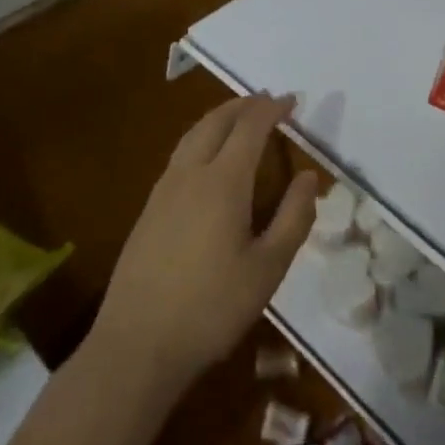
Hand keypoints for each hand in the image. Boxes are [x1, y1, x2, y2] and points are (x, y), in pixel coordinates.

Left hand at [92, 93, 315, 387]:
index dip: (272, 109)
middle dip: (243, 105)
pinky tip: (208, 160)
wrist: (136, 344)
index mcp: (223, 182)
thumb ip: (294, 218)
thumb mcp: (268, 268)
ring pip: (193, 135)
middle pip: (216, 122)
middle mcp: (190, 174)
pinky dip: (202, 139)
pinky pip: (180, 156)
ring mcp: (163, 190)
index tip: (292, 100)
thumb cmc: (212, 307)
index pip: (250, 128)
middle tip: (267, 101)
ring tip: (240, 120)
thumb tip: (308, 177)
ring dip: (219, 119)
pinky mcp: (148, 210)